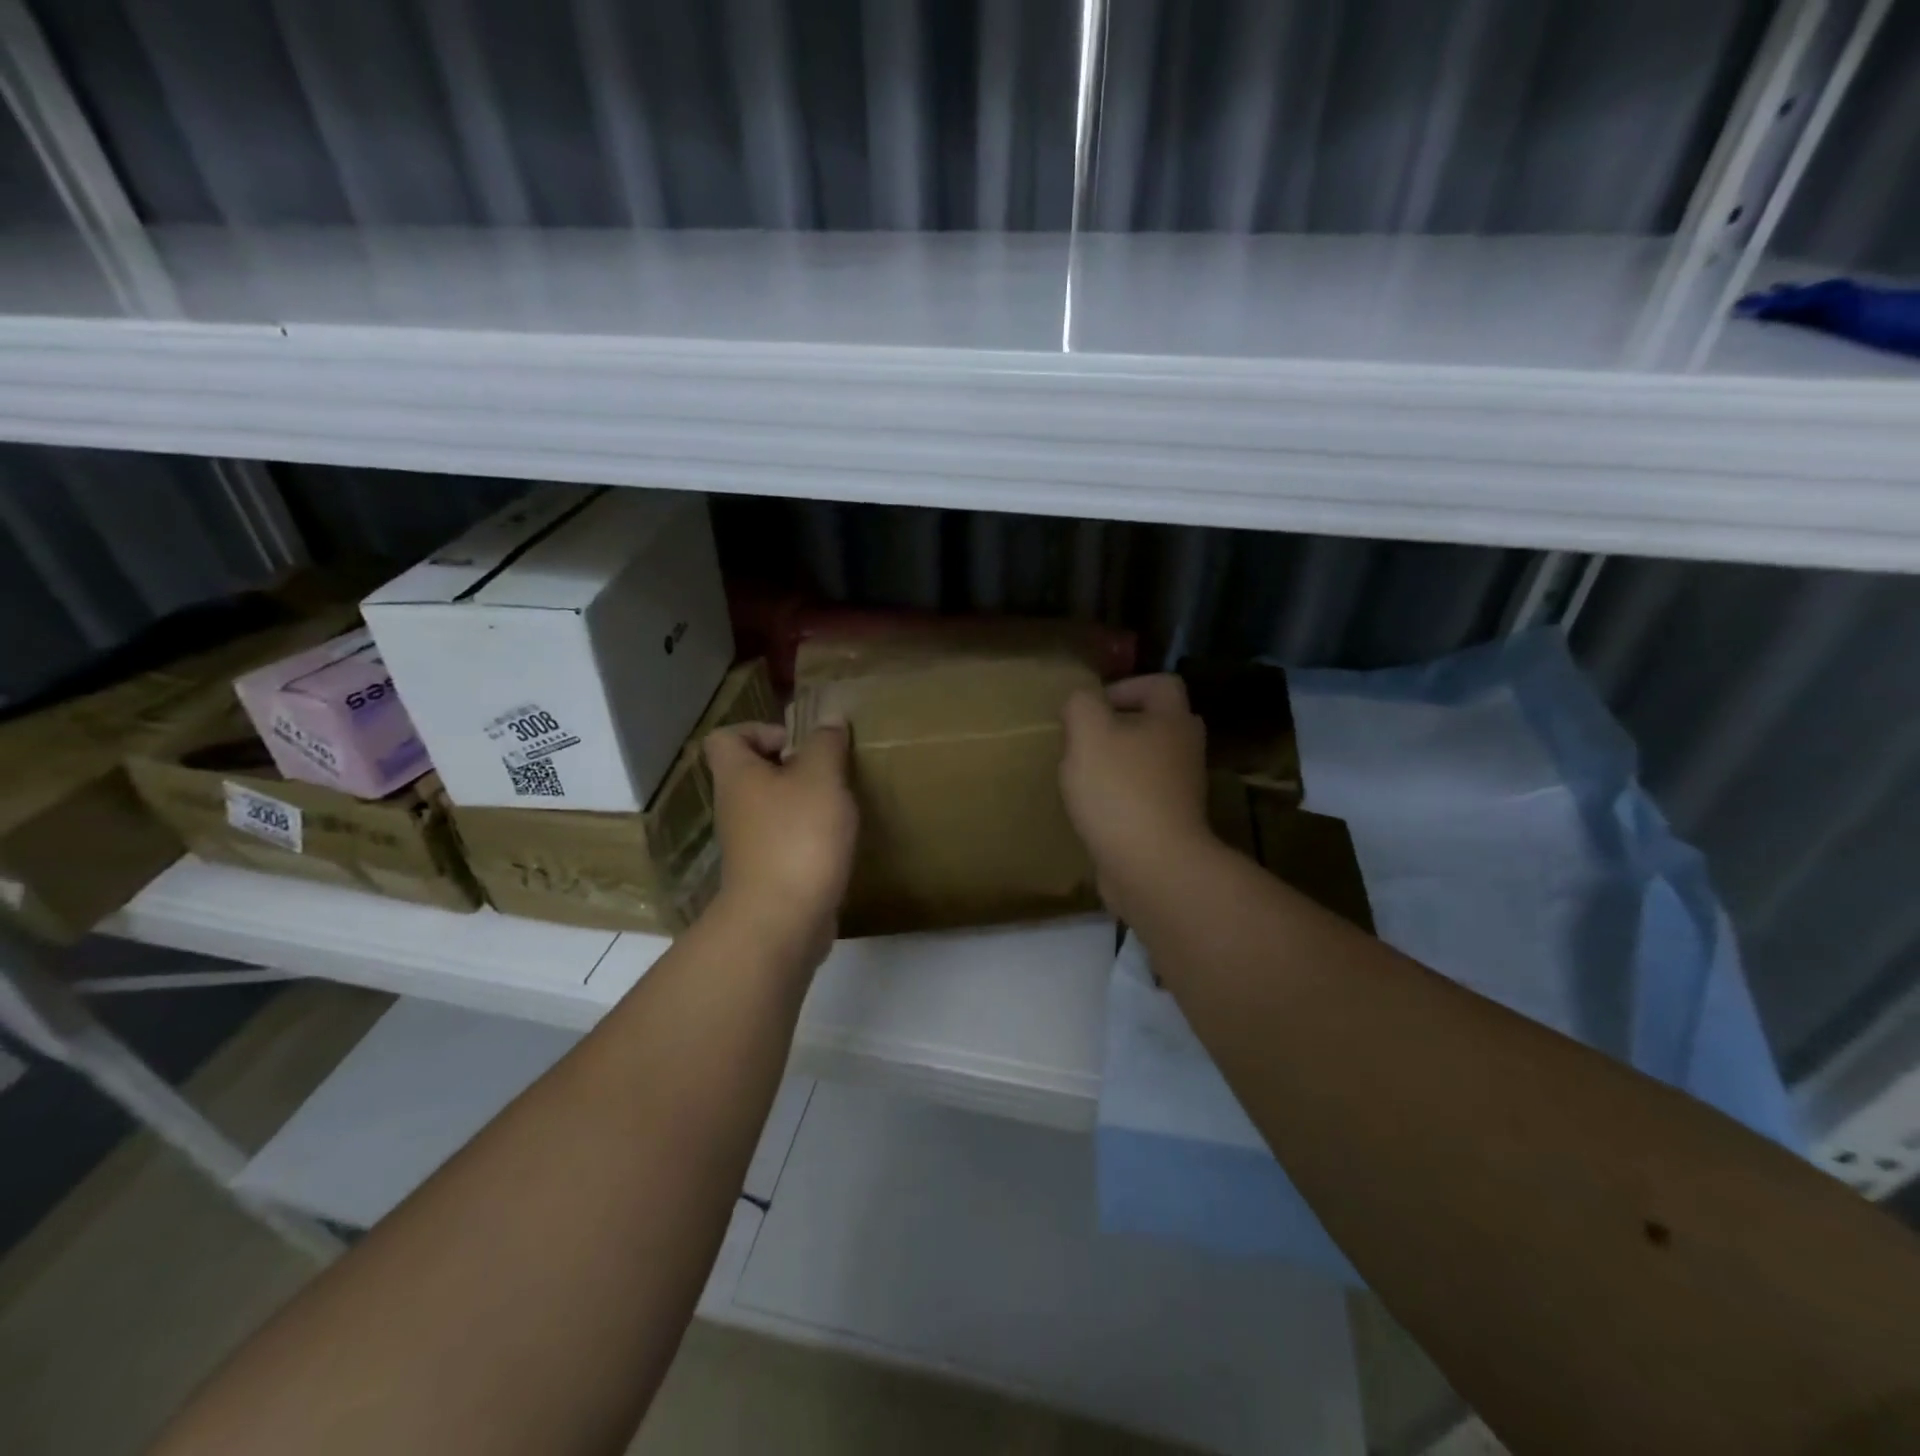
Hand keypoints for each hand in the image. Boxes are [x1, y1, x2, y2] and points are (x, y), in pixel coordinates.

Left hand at [704, 721, 857, 964]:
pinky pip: (785, 840)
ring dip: (803, 802)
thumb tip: (830, 718)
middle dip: (792, 767)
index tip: (798, 743)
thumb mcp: (821, 778)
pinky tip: (836, 842)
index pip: (726, 737)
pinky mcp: (767, 874)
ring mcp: (748, 844)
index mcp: (738, 776)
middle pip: (753, 772)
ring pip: (772, 808)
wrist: (781, 920)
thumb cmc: (798, 837)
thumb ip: (826, 744)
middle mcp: (734, 807)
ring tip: (838, 805)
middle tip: (828, 772)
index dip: (760, 730)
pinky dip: (807, 836)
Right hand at [1060, 675, 1211, 923]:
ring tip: (1084, 776)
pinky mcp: (1170, 823)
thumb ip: (1081, 705)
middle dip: (1121, 726)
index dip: (1126, 686)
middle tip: (1087, 740)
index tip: (1092, 708)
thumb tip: (1081, 702)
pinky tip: (1094, 810)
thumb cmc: (1120, 790)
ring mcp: (1181, 790)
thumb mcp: (1088, 734)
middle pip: (1157, 723)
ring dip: (1118, 764)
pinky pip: (1144, 797)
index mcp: (1172, 721)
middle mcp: (1185, 751)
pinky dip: (1121, 797)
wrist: (1153, 867)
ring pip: (1149, 762)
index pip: (1161, 684)